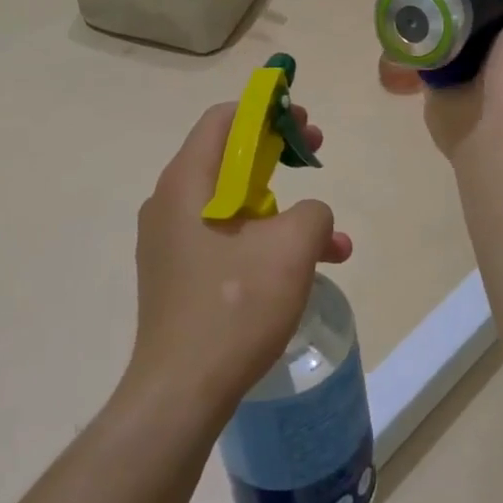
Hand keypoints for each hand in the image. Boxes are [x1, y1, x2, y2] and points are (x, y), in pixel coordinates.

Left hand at [125, 103, 352, 424]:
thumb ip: (313, 210)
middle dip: (279, 154)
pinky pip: (226, 238)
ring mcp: (171, 241)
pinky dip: (265, 241)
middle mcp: (170, 203)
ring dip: (284, 208)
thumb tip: (309, 216)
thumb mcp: (292, 246)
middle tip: (315, 157)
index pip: (224, 118)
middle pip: (229, 155)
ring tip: (331, 240)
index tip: (303, 123)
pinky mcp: (179, 274)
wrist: (181, 392)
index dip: (267, 110)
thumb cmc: (235, 305)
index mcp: (187, 182)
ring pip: (235, 202)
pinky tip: (305, 271)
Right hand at [383, 0, 502, 158]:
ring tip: (434, 4)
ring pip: (465, 55)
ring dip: (451, 37)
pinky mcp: (449, 98)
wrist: (497, 118)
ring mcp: (485, 90)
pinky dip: (425, 55)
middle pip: (500, 39)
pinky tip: (416, 30)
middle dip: (483, 20)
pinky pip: (435, 70)